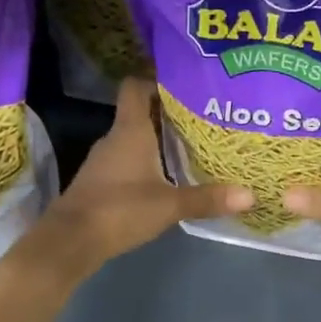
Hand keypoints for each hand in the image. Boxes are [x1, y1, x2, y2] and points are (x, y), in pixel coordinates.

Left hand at [33, 79, 252, 276]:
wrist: (71, 240)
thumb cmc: (120, 210)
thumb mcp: (170, 205)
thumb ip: (207, 198)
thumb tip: (250, 195)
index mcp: (130, 130)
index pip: (135, 87)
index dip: (156, 80)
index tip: (184, 86)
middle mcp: (115, 138)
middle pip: (141, 113)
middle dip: (168, 114)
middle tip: (202, 119)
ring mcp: (104, 160)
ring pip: (134, 138)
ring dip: (158, 140)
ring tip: (191, 146)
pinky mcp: (100, 181)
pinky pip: (127, 160)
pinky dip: (146, 162)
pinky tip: (167, 176)